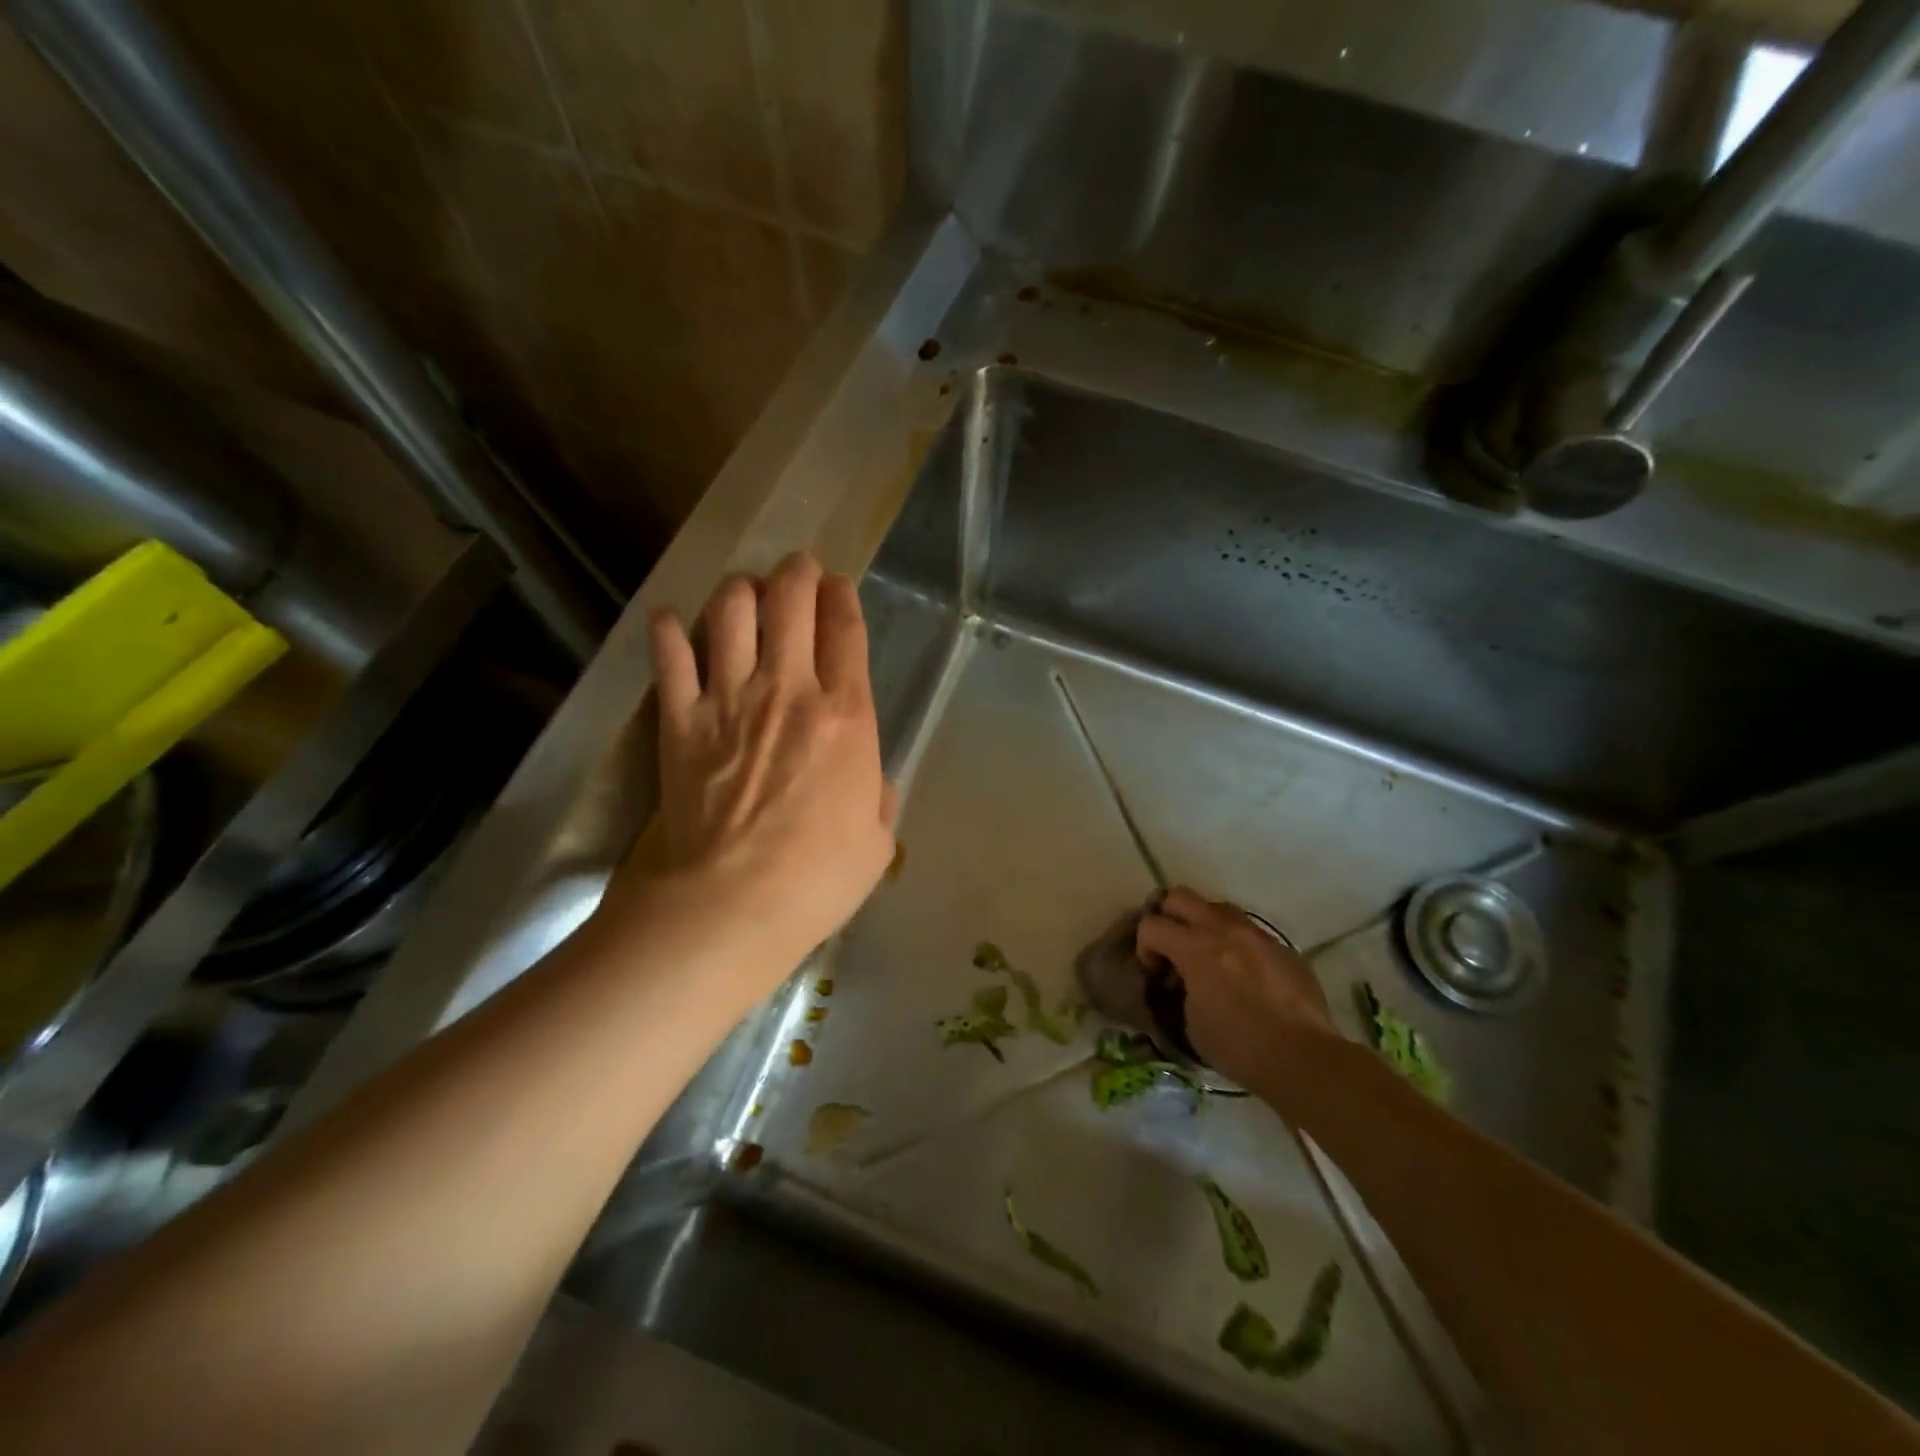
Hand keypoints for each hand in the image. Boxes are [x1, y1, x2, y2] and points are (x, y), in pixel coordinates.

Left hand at [636, 553, 896, 963]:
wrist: (731, 904)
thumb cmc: (817, 878)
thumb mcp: (876, 842)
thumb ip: (879, 798)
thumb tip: (871, 780)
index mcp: (846, 716)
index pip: (846, 632)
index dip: (843, 598)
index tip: (838, 586)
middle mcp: (789, 691)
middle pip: (790, 603)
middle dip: (796, 574)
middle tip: (796, 569)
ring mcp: (729, 700)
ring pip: (730, 613)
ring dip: (739, 590)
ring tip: (744, 591)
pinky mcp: (680, 720)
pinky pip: (670, 658)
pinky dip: (668, 633)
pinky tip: (670, 622)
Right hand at [1135, 887, 1337, 1088]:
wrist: (1303, 1058)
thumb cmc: (1239, 1047)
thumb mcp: (1191, 1023)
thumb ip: (1181, 989)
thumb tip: (1184, 982)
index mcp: (1195, 948)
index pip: (1151, 925)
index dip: (1144, 946)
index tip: (1155, 972)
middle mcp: (1224, 930)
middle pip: (1180, 897)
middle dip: (1168, 917)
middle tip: (1172, 948)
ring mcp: (1257, 935)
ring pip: (1218, 907)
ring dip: (1204, 924)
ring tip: (1208, 955)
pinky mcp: (1282, 947)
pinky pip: (1250, 931)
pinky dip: (1236, 943)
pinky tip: (1243, 974)